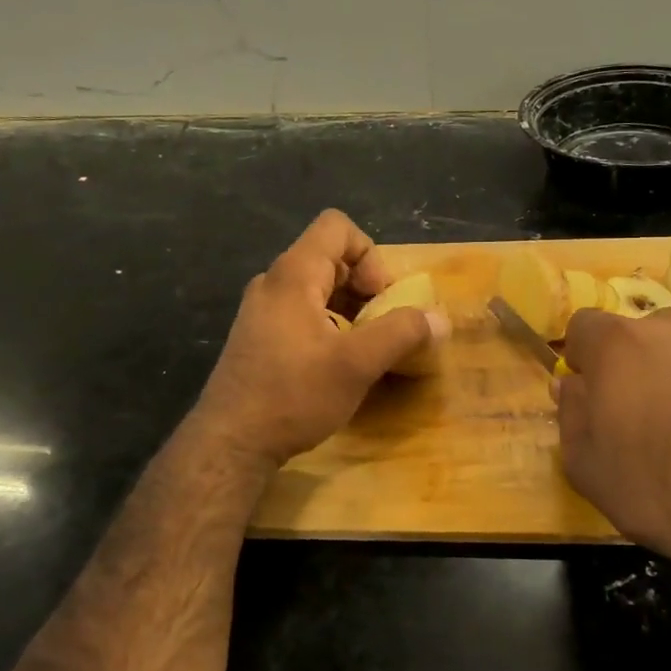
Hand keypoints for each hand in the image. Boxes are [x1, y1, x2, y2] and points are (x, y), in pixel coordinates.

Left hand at [194, 211, 449, 466]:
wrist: (230, 443)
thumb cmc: (293, 395)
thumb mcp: (357, 364)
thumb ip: (402, 333)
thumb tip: (440, 319)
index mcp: (293, 274)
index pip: (337, 227)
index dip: (370, 254)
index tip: (379, 298)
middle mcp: (273, 282)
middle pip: (330, 257)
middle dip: (365, 286)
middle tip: (380, 326)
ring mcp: (261, 310)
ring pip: (317, 287)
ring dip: (349, 308)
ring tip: (362, 348)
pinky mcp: (258, 336)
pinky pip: (302, 311)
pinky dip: (329, 324)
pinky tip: (335, 364)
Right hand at [556, 308, 670, 603]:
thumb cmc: (661, 488)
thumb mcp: (588, 467)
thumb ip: (570, 415)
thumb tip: (571, 384)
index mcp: (618, 344)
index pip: (584, 326)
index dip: (583, 358)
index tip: (590, 392)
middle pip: (640, 335)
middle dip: (634, 366)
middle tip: (642, 416)